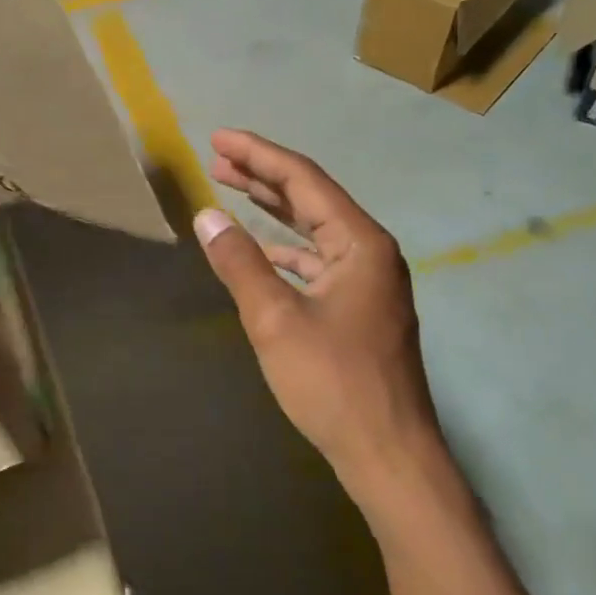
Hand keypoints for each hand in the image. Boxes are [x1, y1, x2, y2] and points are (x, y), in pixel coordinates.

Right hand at [194, 130, 446, 513]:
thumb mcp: (276, 320)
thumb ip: (240, 263)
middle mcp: (371, 252)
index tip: (217, 139)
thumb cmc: (333, 383)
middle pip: (311, 198)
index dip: (258, 155)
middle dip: (263, 176)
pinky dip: (286, 249)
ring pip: (315, 229)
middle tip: (217, 158)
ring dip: (273, 210)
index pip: (303, 180)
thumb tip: (207, 216)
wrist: (388, 454)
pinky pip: (319, 261)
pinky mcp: (361, 308)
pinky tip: (262, 250)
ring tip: (232, 190)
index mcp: (360, 243)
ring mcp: (370, 281)